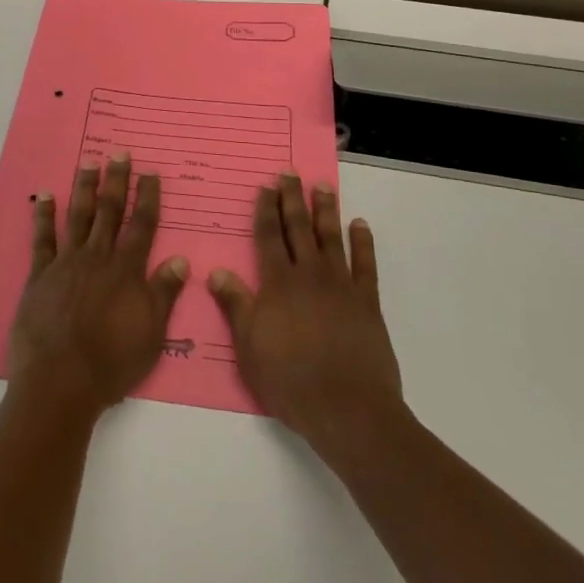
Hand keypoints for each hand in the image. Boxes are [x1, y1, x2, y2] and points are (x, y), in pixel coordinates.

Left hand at [7, 156, 188, 418]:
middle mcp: (97, 257)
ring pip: (78, 216)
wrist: (60, 381)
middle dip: (116, 180)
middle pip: (109, 211)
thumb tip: (181, 260)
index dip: (147, 197)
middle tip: (119, 152)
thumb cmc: (112, 362)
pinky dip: (43, 216)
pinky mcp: (40, 275)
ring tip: (88, 162)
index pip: (142, 225)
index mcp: (126, 270)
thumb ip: (164, 293)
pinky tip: (44, 196)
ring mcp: (66, 263)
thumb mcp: (151, 333)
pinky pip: (42, 239)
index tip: (150, 172)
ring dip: (84, 188)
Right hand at [209, 176, 402, 450]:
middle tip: (290, 173)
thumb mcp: (249, 346)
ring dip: (326, 211)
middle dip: (292, 199)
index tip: (266, 187)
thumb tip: (216, 271)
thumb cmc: (290, 380)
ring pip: (331, 238)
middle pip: (298, 228)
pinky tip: (360, 225)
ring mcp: (341, 286)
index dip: (266, 210)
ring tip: (323, 187)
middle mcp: (309, 275)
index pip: (269, 237)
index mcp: (278, 283)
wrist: (347, 409)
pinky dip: (363, 243)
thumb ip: (235, 305)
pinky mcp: (367, 302)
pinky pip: (366, 265)